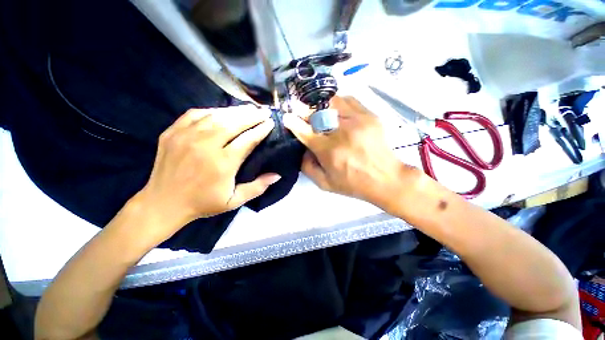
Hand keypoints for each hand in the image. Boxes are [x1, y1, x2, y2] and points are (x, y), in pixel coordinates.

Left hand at [134, 106, 279, 241]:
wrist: (163, 204)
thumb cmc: (203, 203)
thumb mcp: (234, 201)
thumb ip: (257, 187)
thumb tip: (277, 175)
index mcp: (223, 164)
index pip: (247, 140)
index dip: (261, 130)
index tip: (271, 123)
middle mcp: (205, 146)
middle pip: (234, 123)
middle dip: (252, 116)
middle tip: (264, 112)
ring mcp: (186, 136)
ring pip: (216, 116)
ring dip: (236, 111)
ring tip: (249, 109)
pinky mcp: (172, 132)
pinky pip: (196, 114)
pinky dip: (212, 111)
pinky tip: (223, 112)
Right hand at [283, 96, 416, 210]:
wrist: (386, 179)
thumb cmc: (353, 184)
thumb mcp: (325, 184)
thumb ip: (307, 167)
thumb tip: (302, 149)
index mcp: (329, 151)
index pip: (305, 132)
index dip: (293, 122)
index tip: (287, 116)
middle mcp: (341, 133)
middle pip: (317, 113)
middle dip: (305, 111)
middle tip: (300, 111)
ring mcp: (357, 121)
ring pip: (332, 102)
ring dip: (321, 105)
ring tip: (320, 111)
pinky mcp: (370, 116)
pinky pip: (349, 100)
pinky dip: (338, 102)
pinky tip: (336, 110)